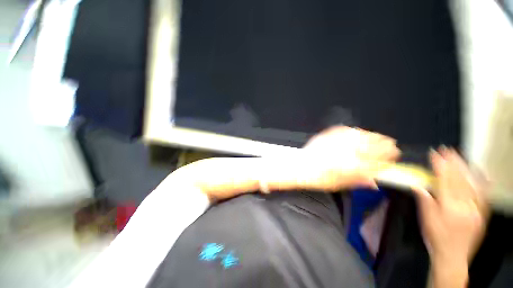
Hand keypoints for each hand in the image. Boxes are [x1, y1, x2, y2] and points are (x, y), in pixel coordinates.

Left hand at [294, 126, 400, 190]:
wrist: (300, 166)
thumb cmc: (317, 178)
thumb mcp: (338, 185)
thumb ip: (357, 181)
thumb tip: (373, 182)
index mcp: (349, 166)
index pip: (375, 161)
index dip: (387, 159)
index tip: (395, 157)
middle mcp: (344, 152)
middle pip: (370, 146)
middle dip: (385, 146)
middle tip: (393, 145)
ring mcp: (335, 141)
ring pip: (360, 136)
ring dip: (374, 137)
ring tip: (382, 138)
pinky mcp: (327, 135)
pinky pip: (344, 130)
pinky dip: (355, 131)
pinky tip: (360, 132)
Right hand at [414, 148, 488, 265]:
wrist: (453, 255)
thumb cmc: (436, 237)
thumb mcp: (426, 220)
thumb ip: (425, 201)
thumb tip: (418, 185)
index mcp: (449, 207)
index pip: (444, 180)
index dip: (439, 165)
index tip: (434, 154)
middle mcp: (465, 205)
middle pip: (459, 180)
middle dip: (453, 163)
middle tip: (447, 150)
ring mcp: (476, 209)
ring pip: (473, 184)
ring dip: (466, 168)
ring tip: (460, 156)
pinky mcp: (482, 213)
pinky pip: (484, 194)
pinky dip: (482, 181)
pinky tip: (481, 172)